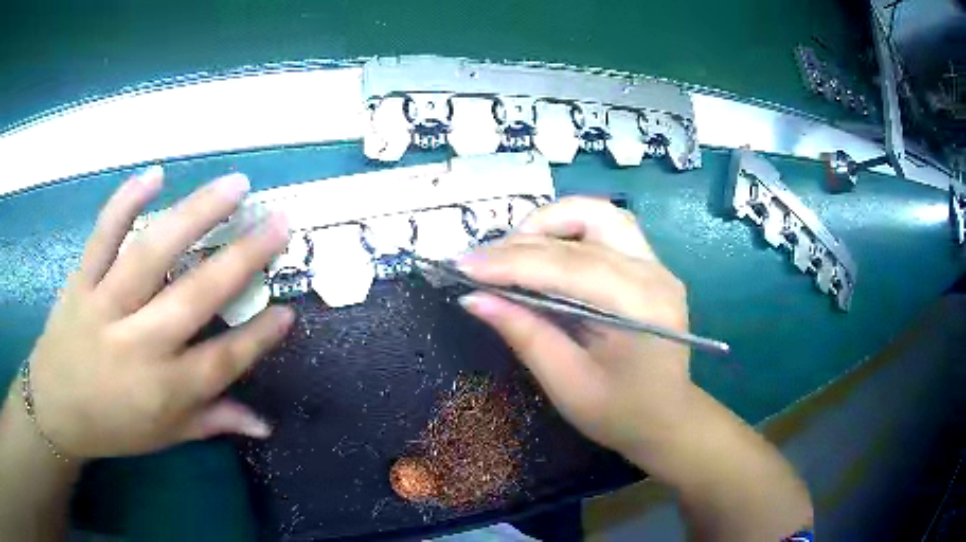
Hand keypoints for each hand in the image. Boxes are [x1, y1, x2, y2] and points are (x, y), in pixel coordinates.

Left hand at [21, 166, 293, 459]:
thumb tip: (265, 424)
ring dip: (195, 214)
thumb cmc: (113, 427)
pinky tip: (156, 174)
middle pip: (196, 297)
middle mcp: (139, 345)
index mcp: (164, 391)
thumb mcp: (165, 436)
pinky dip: (126, 201)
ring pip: (152, 254)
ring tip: (235, 185)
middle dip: (243, 258)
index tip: (289, 309)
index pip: (224, 361)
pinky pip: (103, 235)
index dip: (259, 336)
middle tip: (279, 223)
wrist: (55, 408)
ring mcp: (106, 306)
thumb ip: (214, 422)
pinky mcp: (81, 281)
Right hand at [457, 197, 691, 456]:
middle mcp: (653, 273)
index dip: (511, 263)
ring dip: (551, 223)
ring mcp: (656, 264)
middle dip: (523, 241)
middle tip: (481, 262)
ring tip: (514, 251)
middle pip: (583, 229)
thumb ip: (525, 335)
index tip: (463, 265)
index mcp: (639, 307)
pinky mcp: (649, 265)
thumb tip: (474, 298)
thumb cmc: (620, 414)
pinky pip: (606, 228)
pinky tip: (545, 252)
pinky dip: (569, 231)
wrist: (668, 418)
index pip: (568, 267)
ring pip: (598, 214)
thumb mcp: (567, 384)